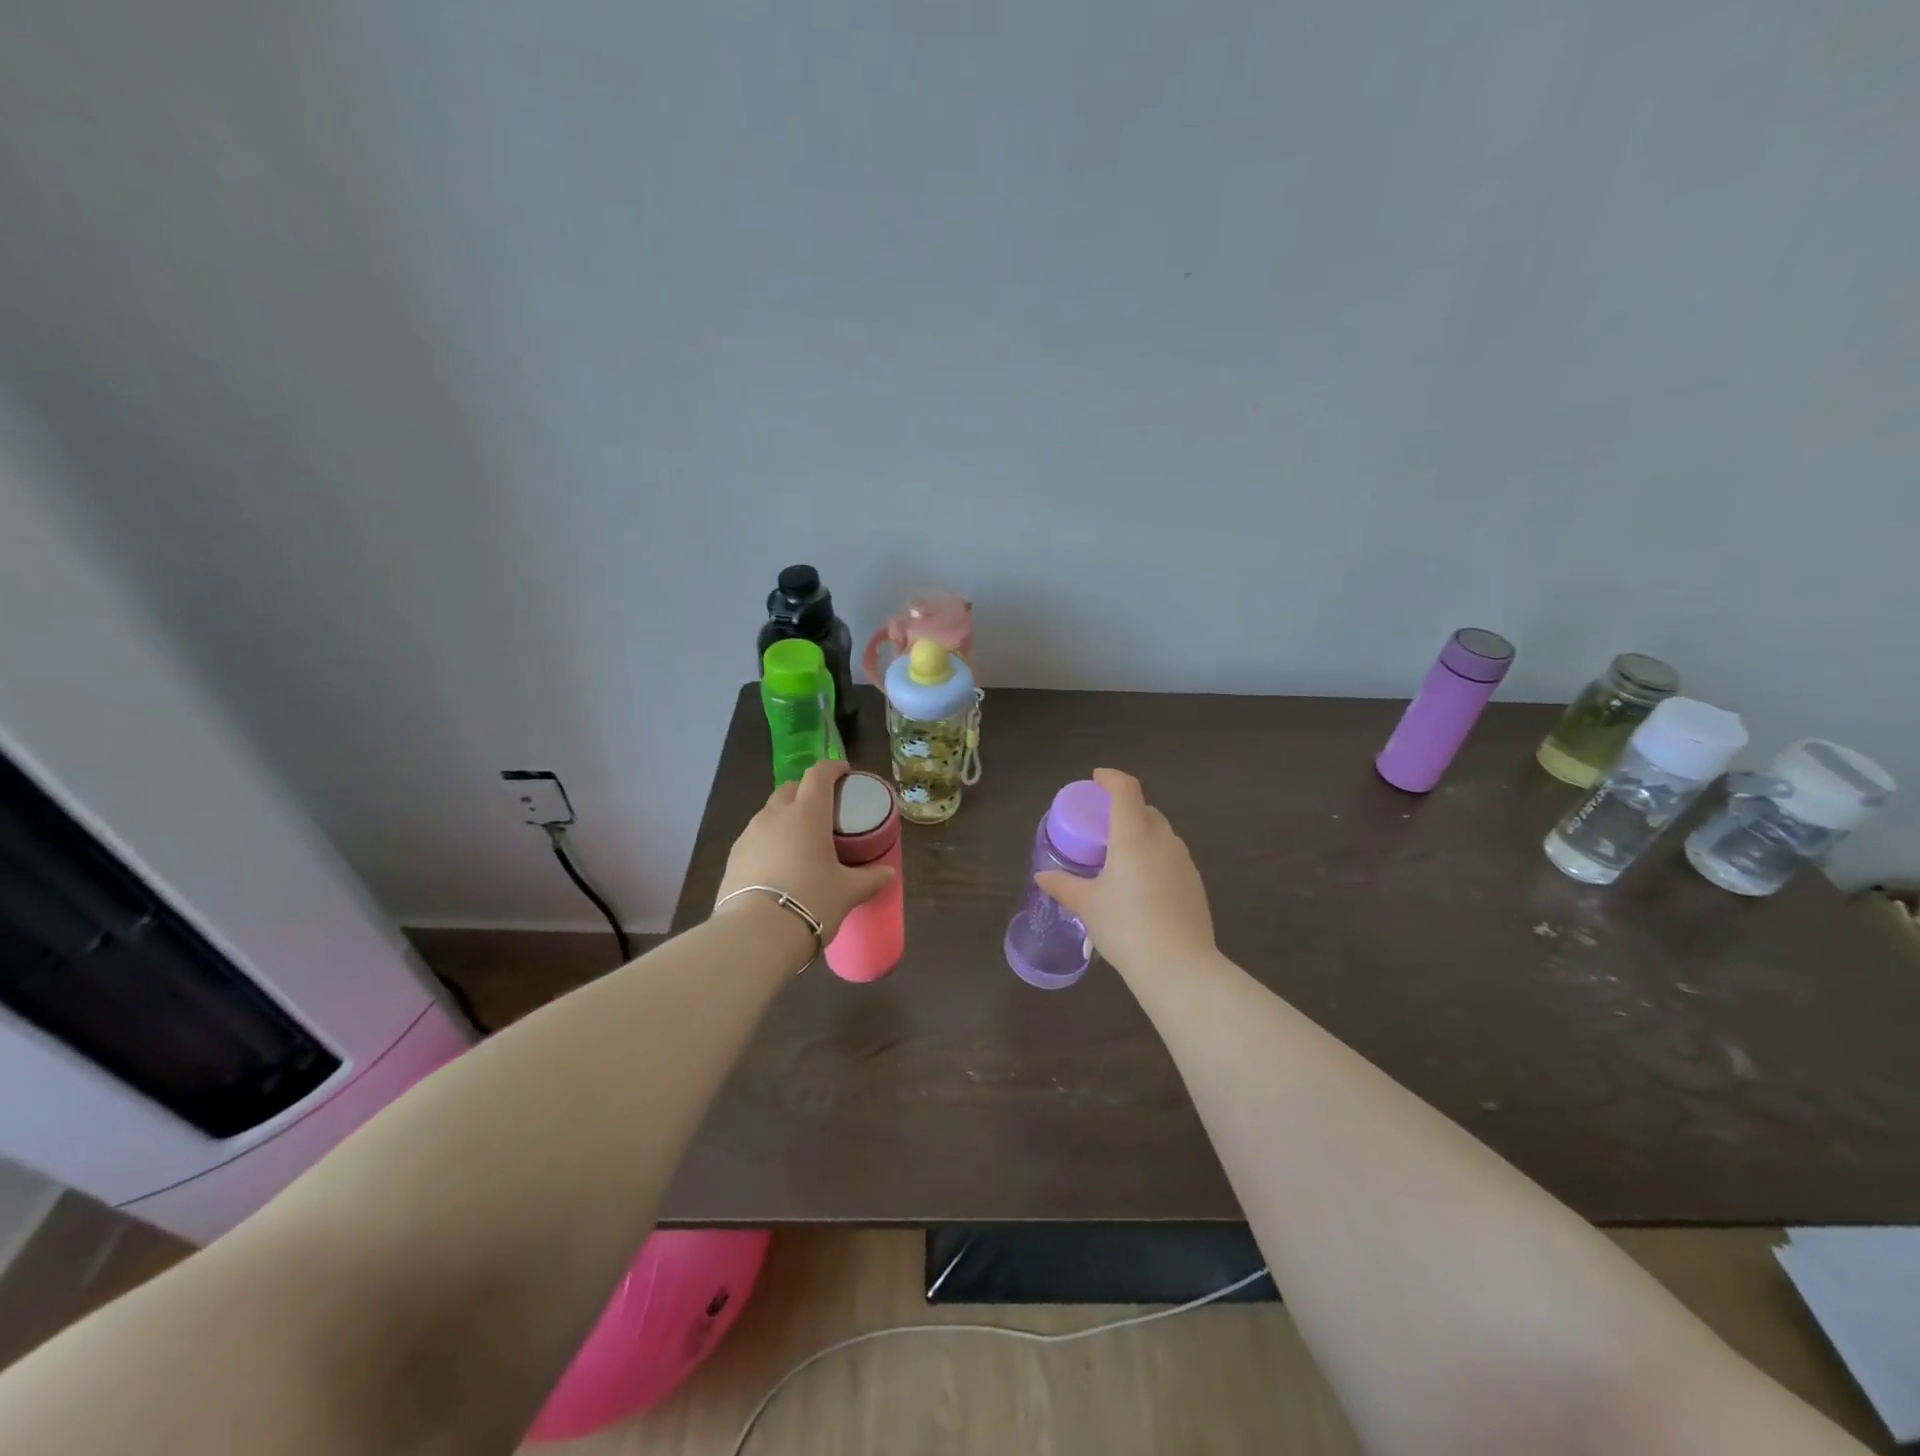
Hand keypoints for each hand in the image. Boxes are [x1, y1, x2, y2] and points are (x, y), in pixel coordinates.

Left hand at [715, 761, 894, 941]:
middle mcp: (775, 815)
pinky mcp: (733, 856)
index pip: (819, 774)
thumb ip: (870, 878)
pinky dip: (769, 840)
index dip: (832, 768)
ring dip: (785, 816)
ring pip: (770, 813)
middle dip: (806, 791)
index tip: (844, 772)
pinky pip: (755, 837)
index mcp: (807, 813)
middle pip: (790, 788)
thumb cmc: (811, 901)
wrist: (756, 934)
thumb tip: (887, 873)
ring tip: (800, 839)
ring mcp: (749, 834)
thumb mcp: (848, 891)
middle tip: (823, 809)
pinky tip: (778, 863)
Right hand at [1035, 768, 1214, 976]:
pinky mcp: (1195, 884)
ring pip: (1162, 834)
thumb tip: (1042, 876)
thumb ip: (1064, 886)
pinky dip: (1156, 858)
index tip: (1097, 779)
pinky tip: (1143, 886)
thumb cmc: (1126, 927)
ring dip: (1142, 835)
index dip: (1111, 778)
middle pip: (1146, 810)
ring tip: (1122, 858)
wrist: (1179, 966)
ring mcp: (1184, 862)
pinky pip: (1172, 858)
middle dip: (1126, 810)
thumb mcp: (1087, 906)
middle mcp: (1163, 841)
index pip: (1126, 790)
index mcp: (1134, 836)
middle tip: (1104, 827)